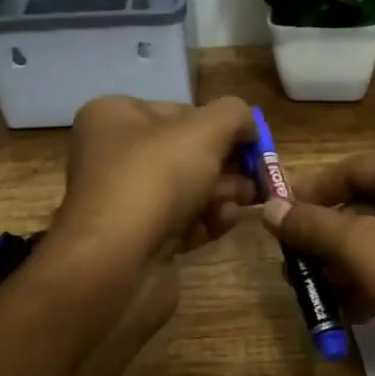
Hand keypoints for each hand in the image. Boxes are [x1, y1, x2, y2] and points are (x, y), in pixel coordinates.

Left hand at [50, 95, 258, 269]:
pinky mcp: (140, 240)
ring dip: (224, 193)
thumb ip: (234, 116)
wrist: (116, 264)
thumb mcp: (204, 131)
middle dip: (228, 164)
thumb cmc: (156, 179)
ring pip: (189, 190)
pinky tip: (225, 223)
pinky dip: (208, 222)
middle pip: (187, 153)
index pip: (181, 112)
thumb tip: (249, 124)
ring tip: (249, 201)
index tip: (255, 143)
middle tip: (260, 176)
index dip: (222, 125)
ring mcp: (126, 202)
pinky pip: (183, 223)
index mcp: (115, 118)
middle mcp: (114, 156)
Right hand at [262, 147, 374, 375]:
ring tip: (311, 293)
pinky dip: (370, 284)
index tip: (273, 218)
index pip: (352, 168)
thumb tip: (269, 208)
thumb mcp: (362, 248)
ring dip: (342, 266)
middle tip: (289, 266)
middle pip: (364, 205)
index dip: (309, 193)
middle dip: (325, 239)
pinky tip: (347, 312)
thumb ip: (313, 225)